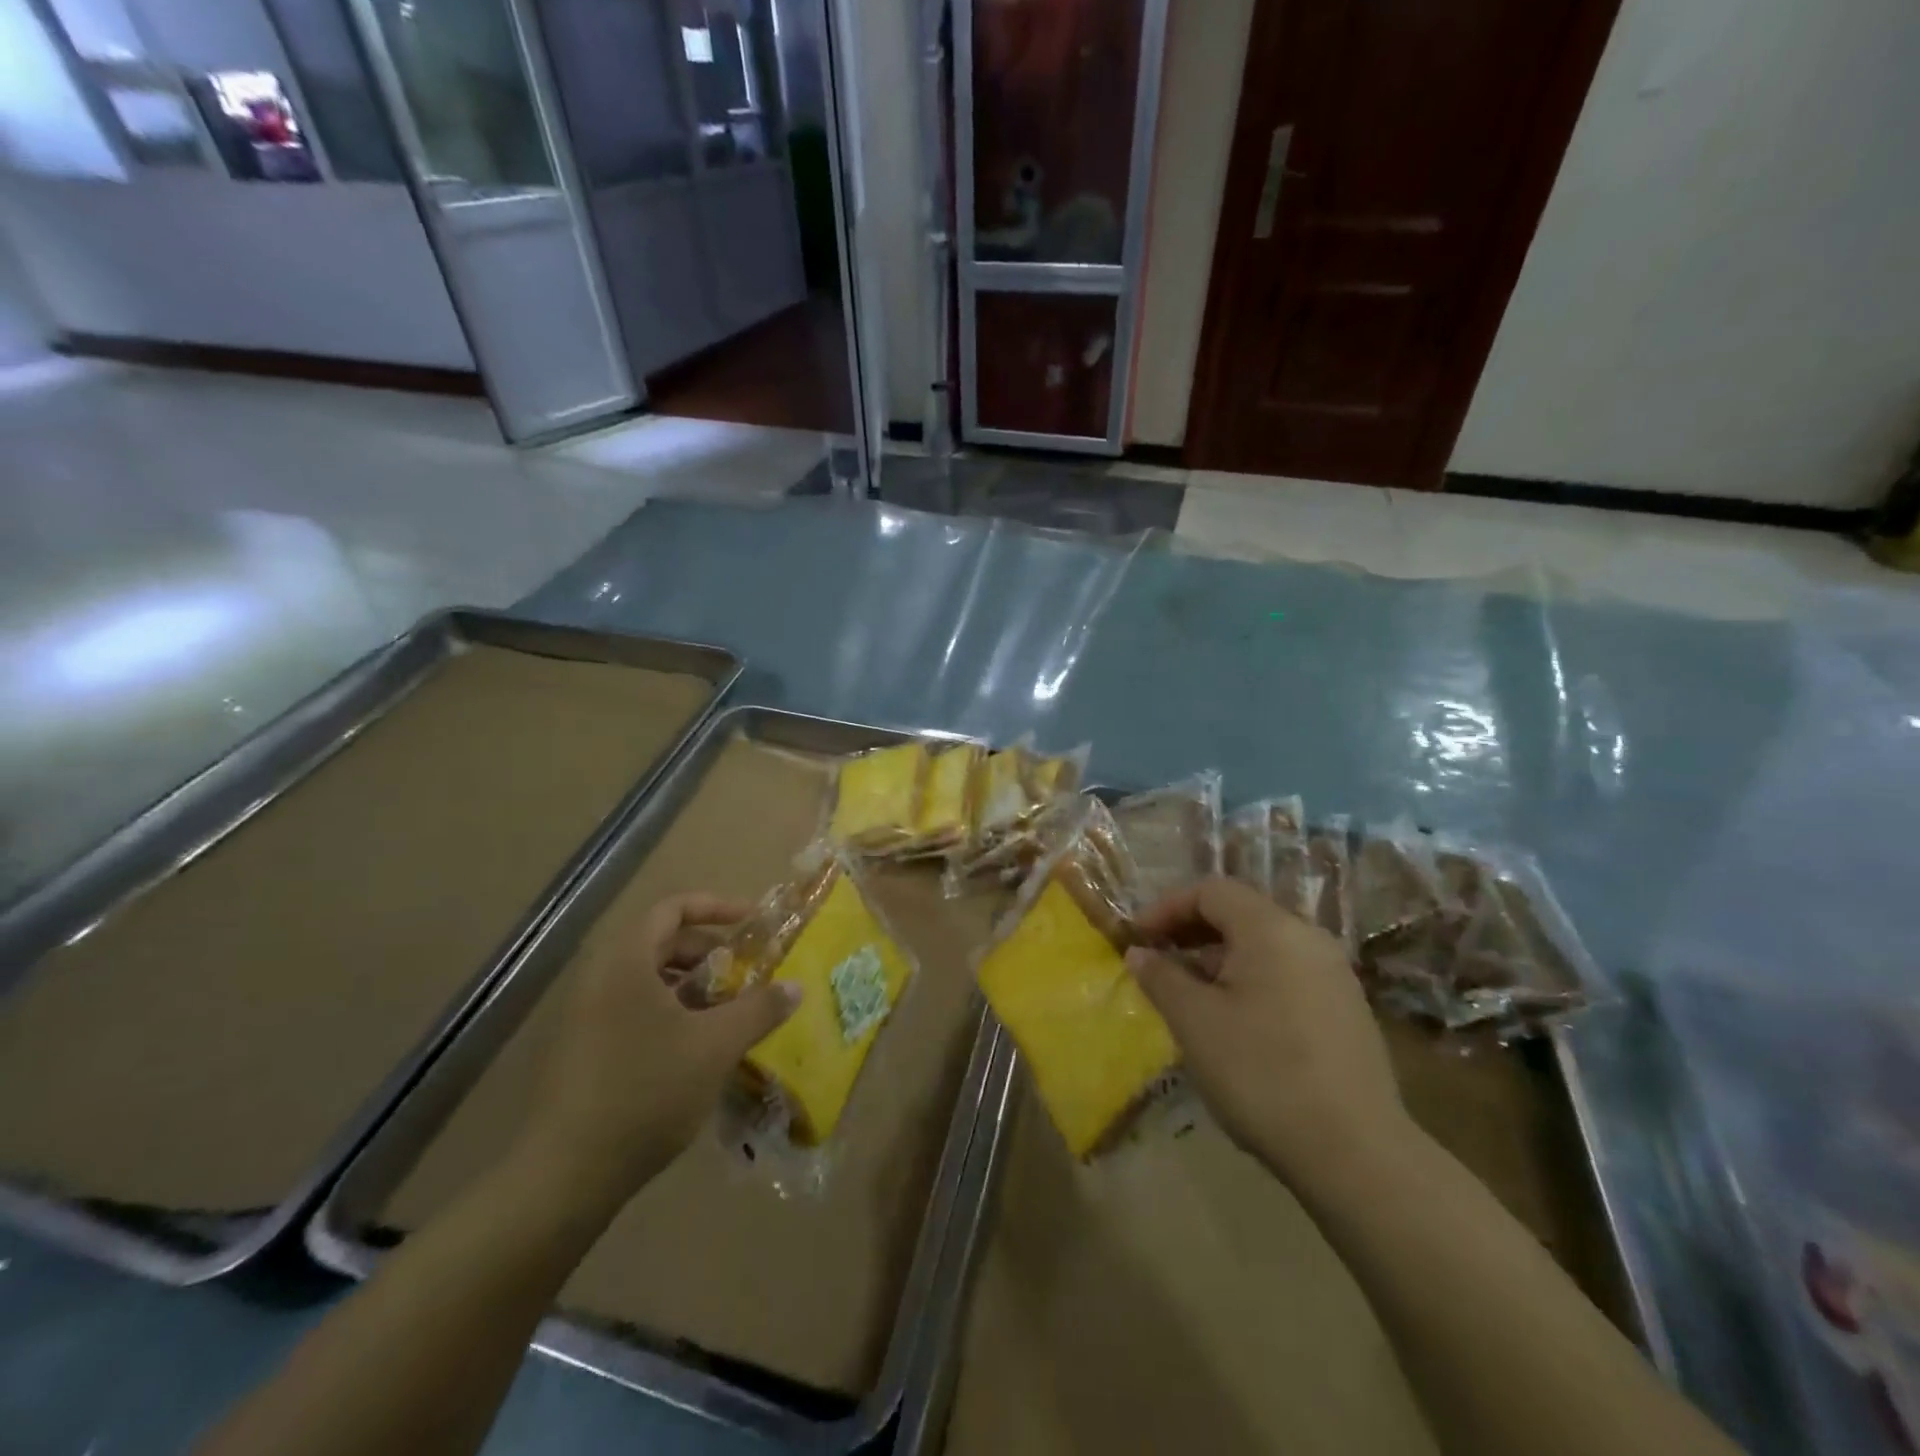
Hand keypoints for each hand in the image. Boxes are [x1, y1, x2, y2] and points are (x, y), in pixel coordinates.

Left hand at [518, 894, 798, 1204]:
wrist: (566, 1175)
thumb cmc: (646, 1090)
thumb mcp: (715, 1046)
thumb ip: (759, 1009)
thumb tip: (796, 987)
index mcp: (626, 961)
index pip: (673, 908)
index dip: (717, 907)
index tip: (753, 923)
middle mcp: (601, 978)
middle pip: (662, 943)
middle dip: (711, 953)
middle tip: (747, 974)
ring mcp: (587, 1016)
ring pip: (650, 981)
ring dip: (695, 987)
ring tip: (730, 1012)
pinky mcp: (585, 1051)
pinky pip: (635, 1011)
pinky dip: (673, 1014)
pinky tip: (700, 1048)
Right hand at [1127, 878, 1412, 1187]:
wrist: (1355, 1153)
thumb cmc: (1261, 1072)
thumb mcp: (1195, 1021)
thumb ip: (1161, 977)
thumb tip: (1139, 952)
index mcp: (1272, 929)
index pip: (1212, 890)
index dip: (1167, 907)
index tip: (1137, 938)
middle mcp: (1309, 938)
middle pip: (1240, 914)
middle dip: (1191, 932)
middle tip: (1158, 963)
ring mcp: (1335, 975)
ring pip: (1264, 947)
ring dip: (1218, 959)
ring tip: (1189, 995)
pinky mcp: (1346, 1011)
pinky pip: (1286, 975)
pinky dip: (1250, 981)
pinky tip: (1233, 1023)